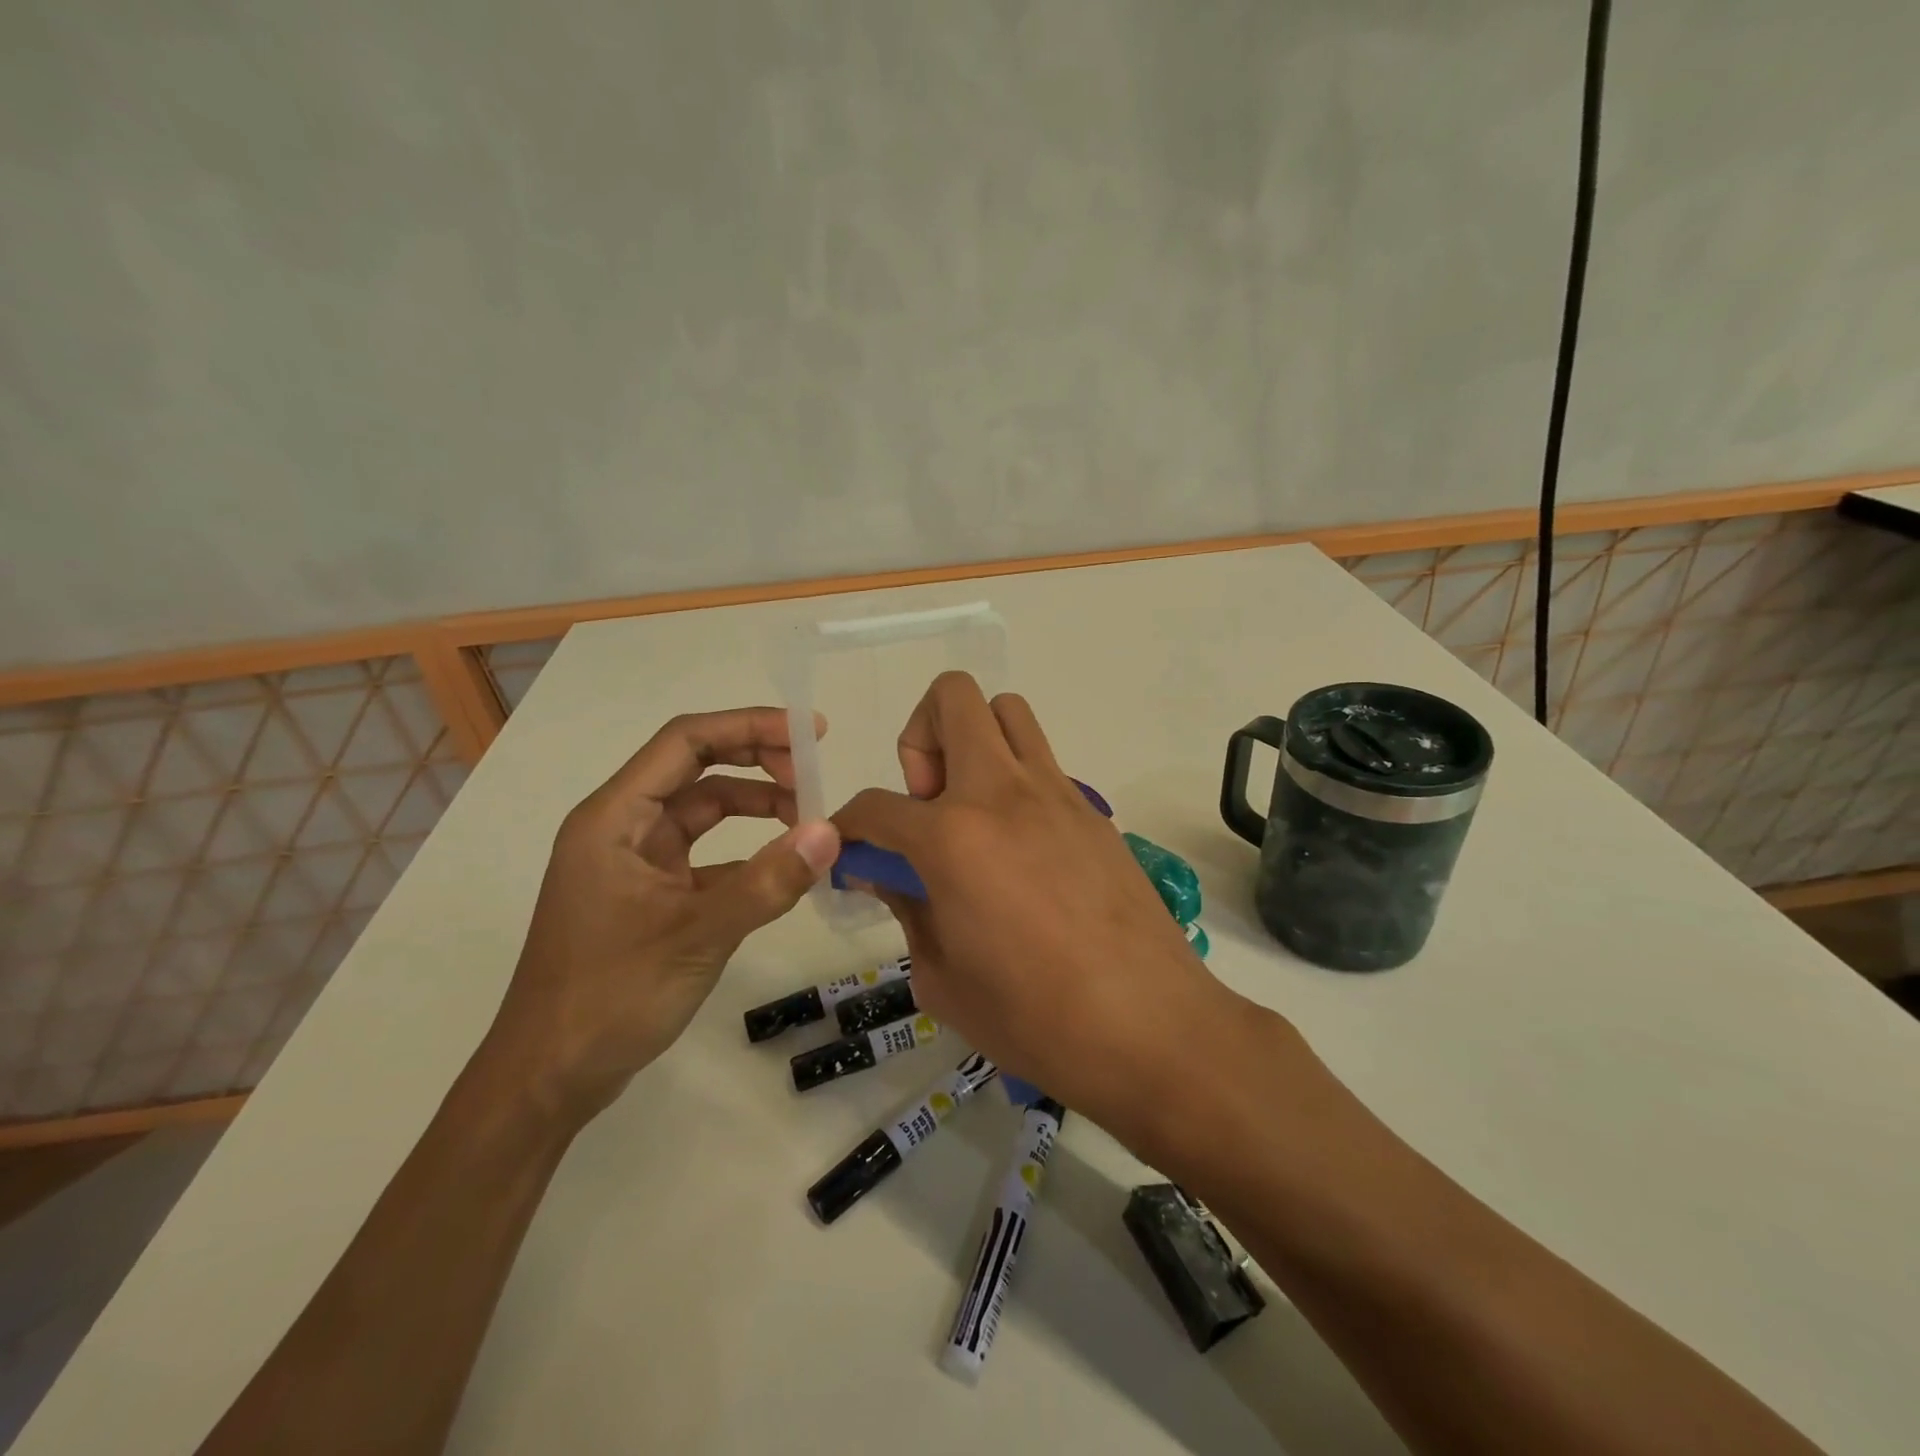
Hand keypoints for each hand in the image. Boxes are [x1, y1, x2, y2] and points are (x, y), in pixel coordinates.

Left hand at [488, 708, 839, 1123]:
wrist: (549, 1078)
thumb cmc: (608, 997)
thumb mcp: (696, 936)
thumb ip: (767, 883)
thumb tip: (830, 832)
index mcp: (615, 817)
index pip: (687, 742)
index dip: (750, 726)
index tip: (809, 733)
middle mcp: (622, 827)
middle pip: (697, 768)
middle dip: (758, 761)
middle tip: (814, 775)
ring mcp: (635, 862)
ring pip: (704, 811)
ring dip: (755, 806)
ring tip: (808, 820)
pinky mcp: (650, 894)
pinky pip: (706, 855)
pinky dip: (746, 852)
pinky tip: (783, 868)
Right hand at [833, 673, 1226, 1125]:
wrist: (1151, 1028)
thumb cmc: (1035, 1019)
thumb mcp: (943, 979)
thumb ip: (908, 911)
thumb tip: (889, 876)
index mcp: (953, 838)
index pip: (875, 806)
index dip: (848, 827)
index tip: (852, 853)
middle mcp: (1002, 793)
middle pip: (951, 699)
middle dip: (919, 737)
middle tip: (927, 803)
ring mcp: (1056, 793)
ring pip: (1006, 712)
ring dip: (974, 742)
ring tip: (972, 812)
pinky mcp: (1093, 810)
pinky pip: (1042, 763)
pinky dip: (1015, 782)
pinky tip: (1020, 850)